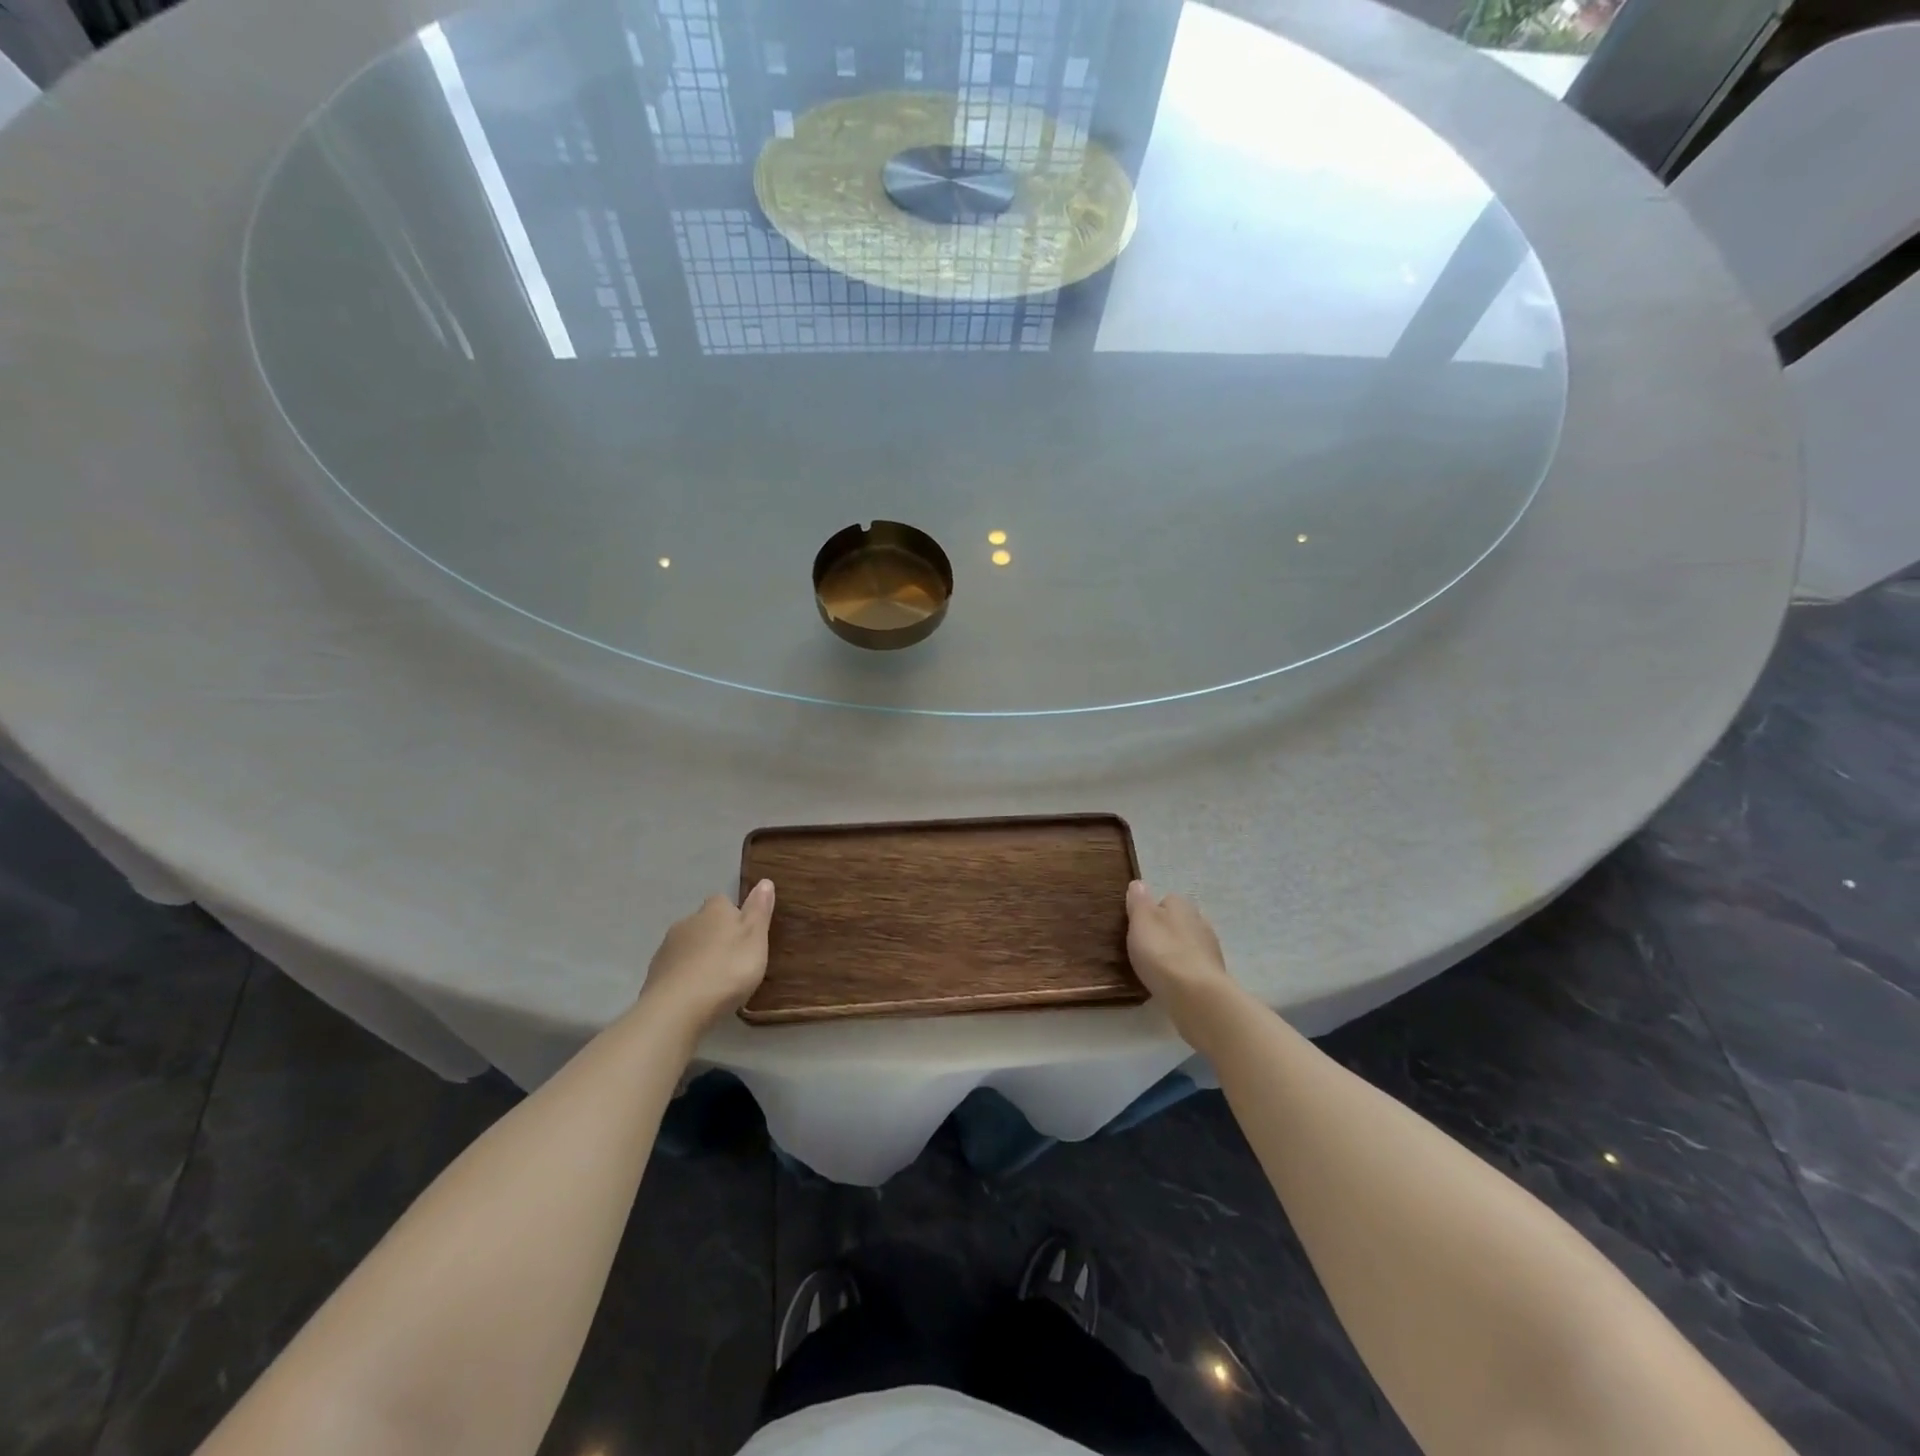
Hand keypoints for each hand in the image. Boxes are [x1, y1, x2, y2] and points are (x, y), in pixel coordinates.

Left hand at [636, 880, 774, 1035]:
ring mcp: (667, 947)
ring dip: (699, 956)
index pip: (724, 901)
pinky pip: (675, 968)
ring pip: (688, 945)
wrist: (677, 1009)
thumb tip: (764, 881)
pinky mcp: (655, 973)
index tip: (746, 935)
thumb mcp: (755, 938)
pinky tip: (694, 994)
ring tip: (715, 981)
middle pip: (705, 923)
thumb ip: (759, 910)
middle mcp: (688, 921)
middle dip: (716, 936)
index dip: (735, 915)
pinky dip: (685, 976)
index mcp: (715, 910)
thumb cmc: (727, 970)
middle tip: (734, 960)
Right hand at [1126, 881, 1243, 1049]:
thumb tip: (1138, 883)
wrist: (1196, 996)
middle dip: (1165, 932)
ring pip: (1188, 944)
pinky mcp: (1214, 975)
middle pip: (1178, 922)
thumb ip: (1138, 901)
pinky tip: (1171, 983)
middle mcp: (1200, 922)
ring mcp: (1210, 950)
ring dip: (1176, 952)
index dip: (1151, 912)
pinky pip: (1193, 967)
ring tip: (1157, 968)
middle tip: (1145, 948)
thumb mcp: (1141, 921)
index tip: (1137, 928)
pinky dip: (1183, 972)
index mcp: (1182, 906)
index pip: (1166, 900)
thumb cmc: (1163, 953)